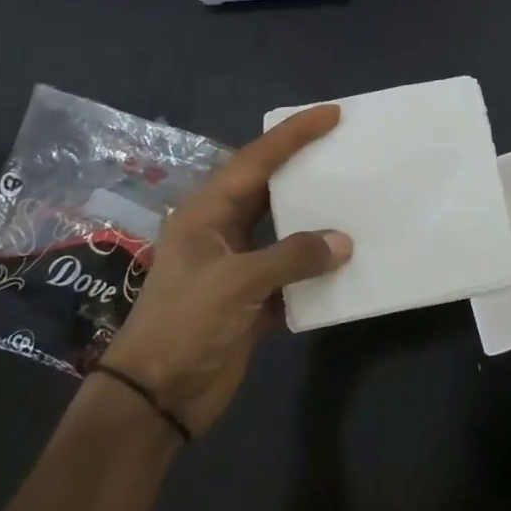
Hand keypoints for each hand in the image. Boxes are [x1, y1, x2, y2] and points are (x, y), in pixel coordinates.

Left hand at [102, 105, 351, 435]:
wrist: (156, 397)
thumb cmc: (185, 325)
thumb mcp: (236, 282)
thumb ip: (292, 256)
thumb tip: (343, 242)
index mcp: (206, 213)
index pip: (255, 160)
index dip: (293, 135)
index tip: (330, 114)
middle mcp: (222, 231)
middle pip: (269, 188)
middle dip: (305, 167)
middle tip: (346, 148)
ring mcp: (237, 266)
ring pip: (283, 229)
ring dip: (315, 218)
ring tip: (354, 196)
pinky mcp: (252, 299)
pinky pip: (292, 271)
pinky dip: (316, 265)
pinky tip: (347, 259)